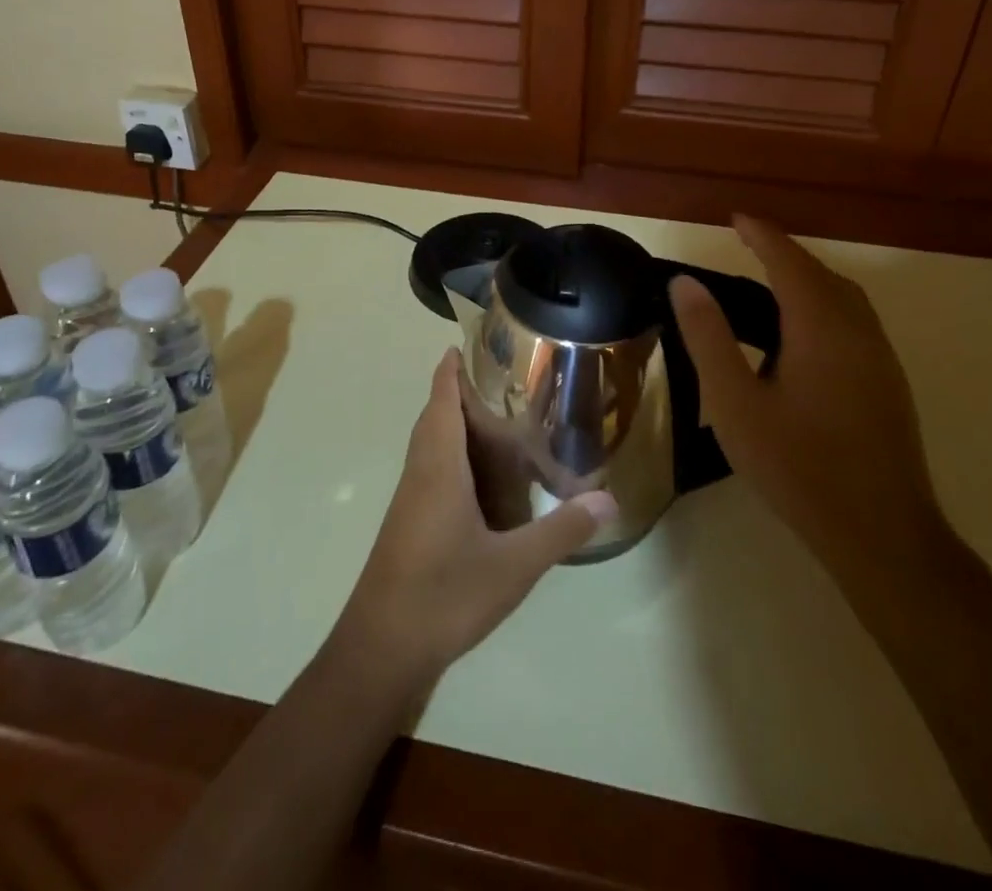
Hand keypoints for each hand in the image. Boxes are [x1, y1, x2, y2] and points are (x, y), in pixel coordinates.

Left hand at [336, 350, 616, 688]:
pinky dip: (452, 455)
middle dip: (458, 392)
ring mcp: (410, 500)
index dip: (450, 369)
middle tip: (501, 381)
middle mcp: (421, 473)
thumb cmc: (444, 595)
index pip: (441, 400)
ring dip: (454, 424)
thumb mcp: (513, 565)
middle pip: (434, 416)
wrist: (381, 648)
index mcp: (439, 466)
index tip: (466, 343)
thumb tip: (609, 500)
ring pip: (430, 444)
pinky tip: (480, 480)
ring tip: (497, 421)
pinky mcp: (409, 523)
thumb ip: (560, 531)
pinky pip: (430, 469)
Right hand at [669, 217, 944, 585]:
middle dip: (783, 253)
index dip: (761, 234)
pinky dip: (822, 305)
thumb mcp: (734, 402)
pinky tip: (799, 335)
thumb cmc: (797, 465)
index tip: (735, 217)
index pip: (788, 260)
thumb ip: (708, 337)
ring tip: (767, 284)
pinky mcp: (888, 382)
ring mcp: (880, 357)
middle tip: (745, 247)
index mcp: (820, 326)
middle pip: (820, 274)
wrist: (881, 534)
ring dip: (806, 279)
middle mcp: (857, 330)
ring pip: (843, 297)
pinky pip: (852, 321)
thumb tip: (685, 283)